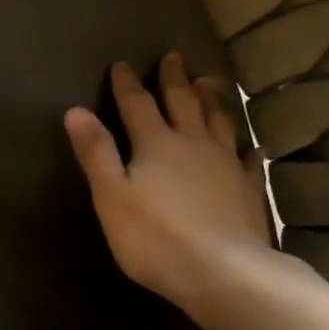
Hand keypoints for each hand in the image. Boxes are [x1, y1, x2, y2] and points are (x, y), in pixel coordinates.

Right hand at [65, 53, 288, 312]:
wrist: (222, 271)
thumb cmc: (155, 238)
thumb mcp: (111, 197)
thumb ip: (96, 153)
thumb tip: (75, 110)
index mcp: (156, 144)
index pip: (137, 105)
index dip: (126, 84)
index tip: (121, 64)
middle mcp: (193, 144)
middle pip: (183, 103)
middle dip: (174, 80)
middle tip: (173, 58)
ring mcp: (226, 164)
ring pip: (219, 121)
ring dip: (212, 99)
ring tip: (210, 82)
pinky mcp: (248, 189)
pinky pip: (249, 160)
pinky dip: (248, 148)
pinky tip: (253, 146)